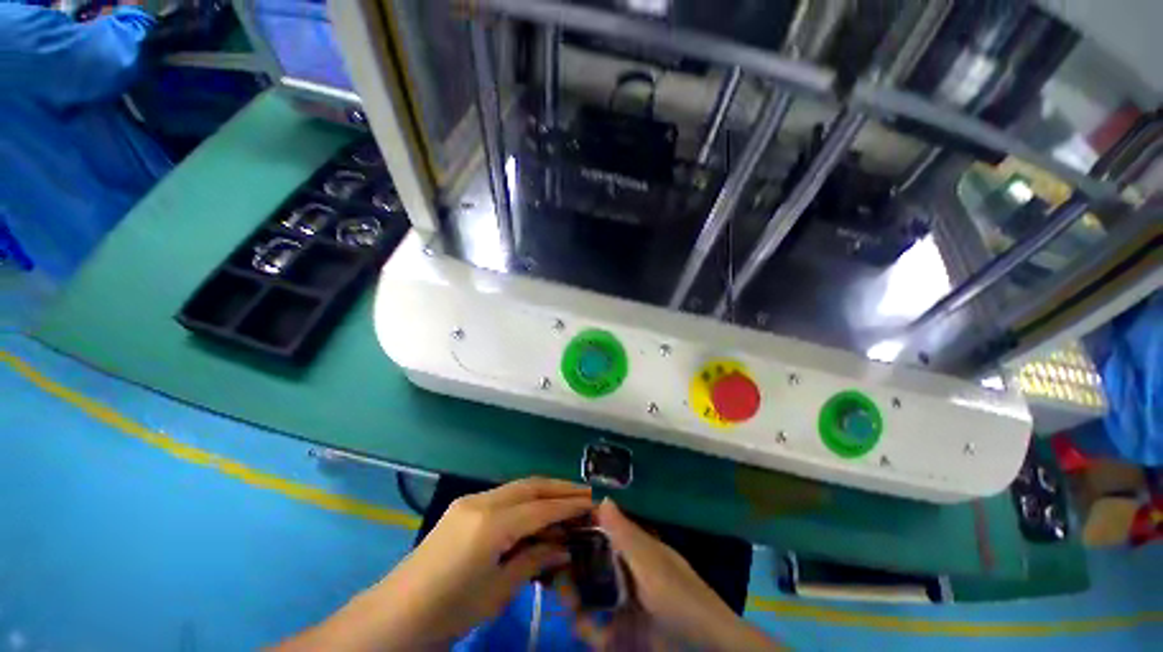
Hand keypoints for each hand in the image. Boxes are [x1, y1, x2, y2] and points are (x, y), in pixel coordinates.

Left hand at [275, 477, 592, 650]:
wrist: (394, 616)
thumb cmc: (450, 611)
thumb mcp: (498, 591)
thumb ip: (534, 561)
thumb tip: (565, 546)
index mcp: (491, 524)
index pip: (540, 508)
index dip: (569, 505)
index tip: (592, 503)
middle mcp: (482, 502)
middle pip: (531, 486)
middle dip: (560, 487)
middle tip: (584, 494)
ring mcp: (470, 501)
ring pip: (517, 486)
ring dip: (543, 490)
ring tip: (566, 498)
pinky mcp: (463, 507)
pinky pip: (503, 495)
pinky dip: (525, 498)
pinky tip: (535, 508)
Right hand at [558, 500, 781, 650]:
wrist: (704, 649)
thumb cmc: (681, 599)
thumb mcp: (652, 564)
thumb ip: (626, 535)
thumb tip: (603, 498)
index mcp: (637, 550)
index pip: (604, 530)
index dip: (583, 524)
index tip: (559, 521)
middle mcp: (626, 572)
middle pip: (592, 561)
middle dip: (570, 560)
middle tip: (547, 557)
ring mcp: (622, 604)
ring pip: (589, 593)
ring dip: (572, 592)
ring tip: (557, 588)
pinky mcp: (619, 634)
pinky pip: (594, 626)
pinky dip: (583, 623)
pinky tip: (577, 620)